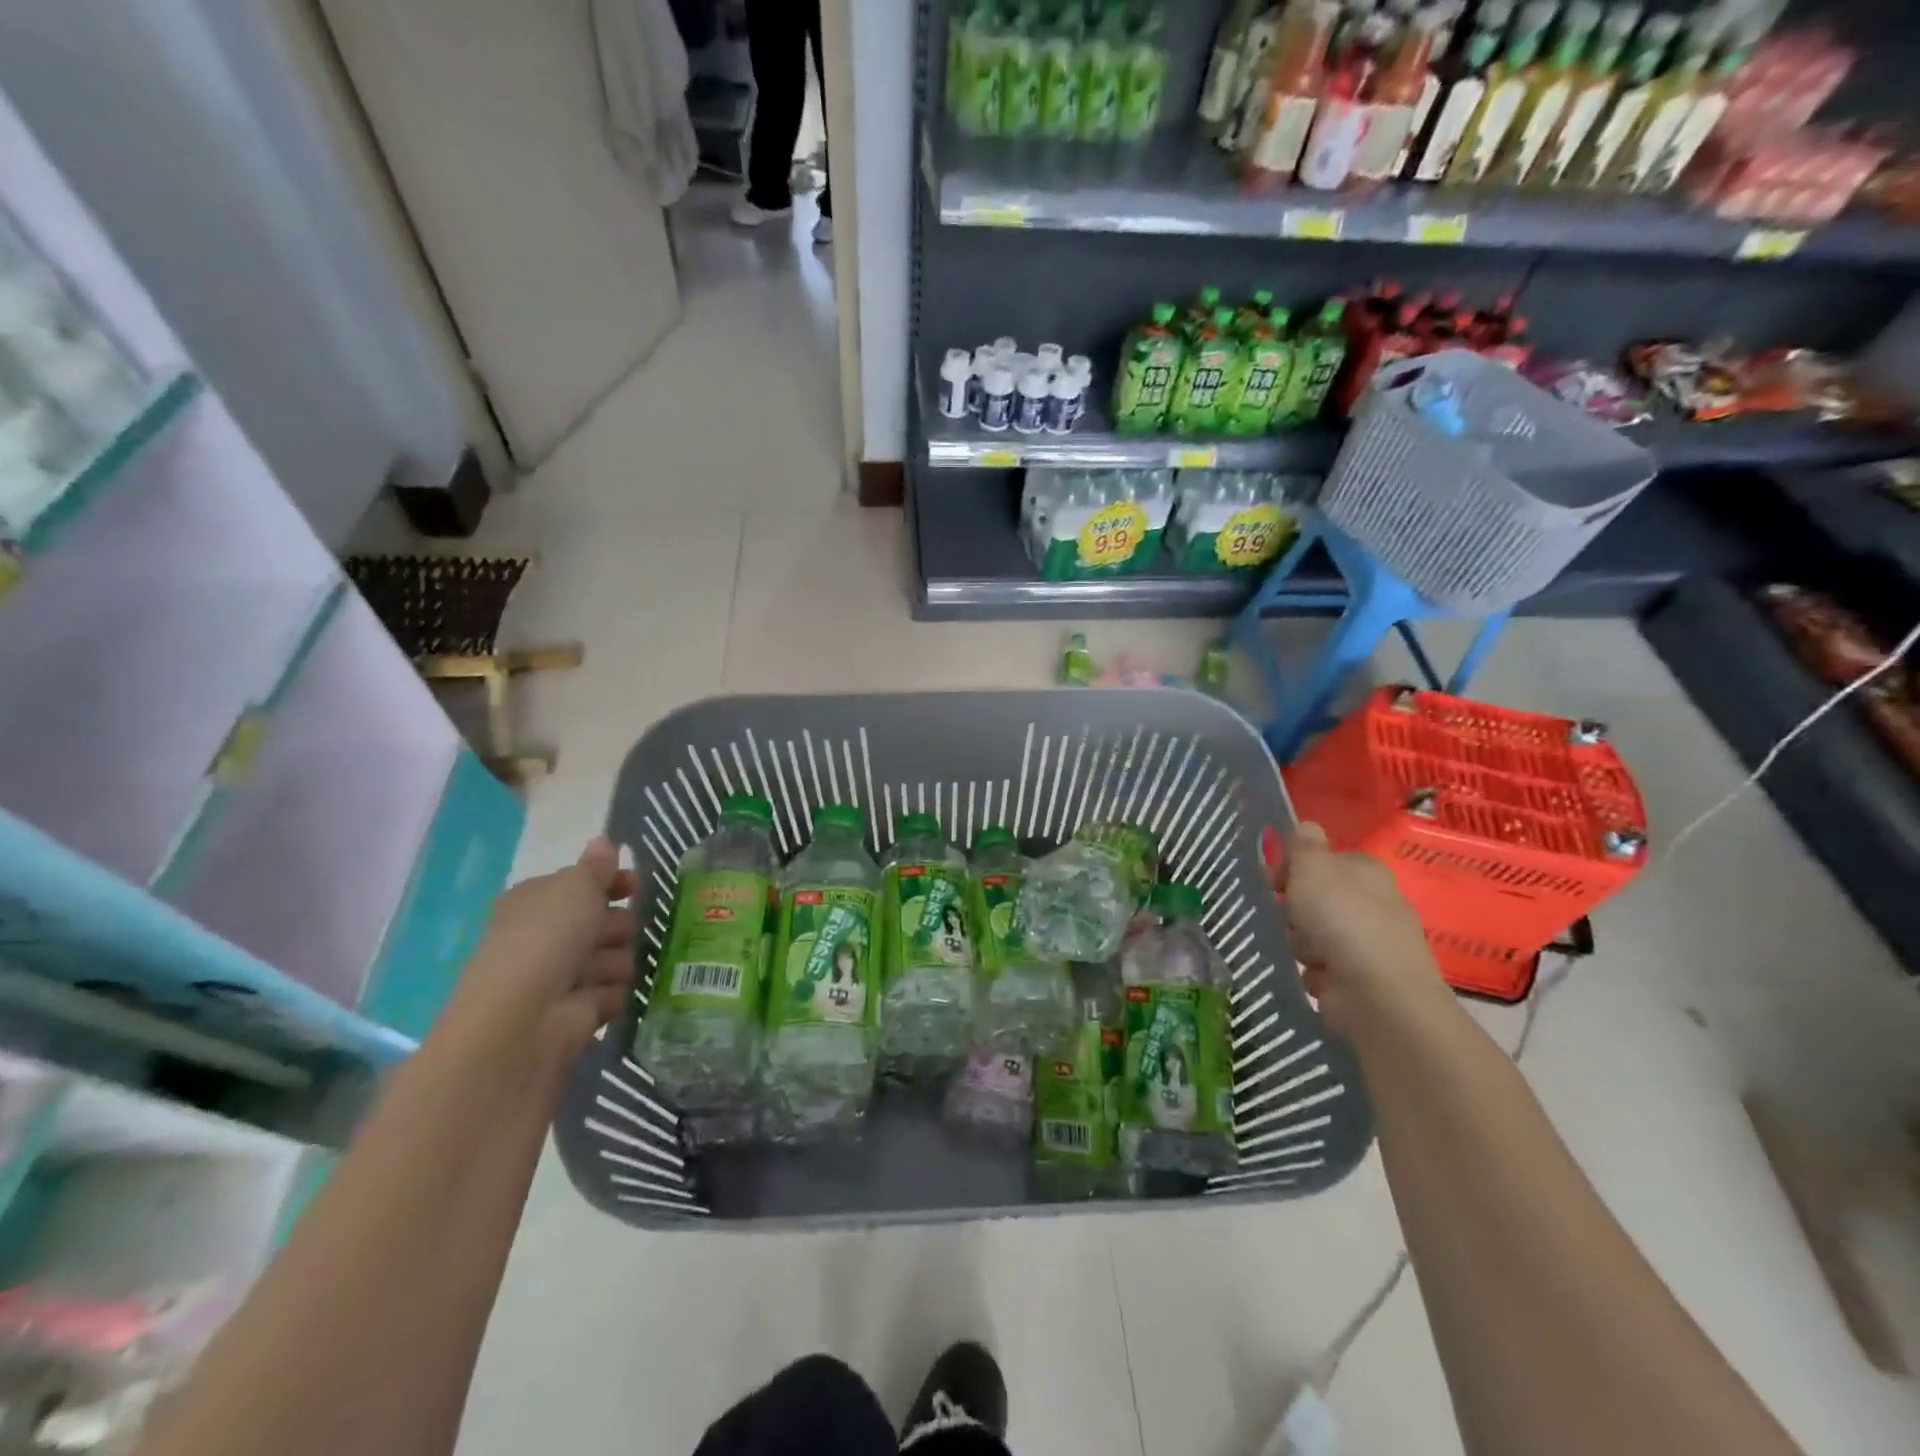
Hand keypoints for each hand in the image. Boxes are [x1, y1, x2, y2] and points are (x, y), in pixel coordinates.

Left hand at [442, 836, 636, 1069]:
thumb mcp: (575, 887)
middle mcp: (547, 937)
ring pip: (616, 955)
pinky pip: (615, 991)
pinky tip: (599, 996)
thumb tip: (604, 839)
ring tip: (600, 971)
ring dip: (615, 960)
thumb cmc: (545, 939)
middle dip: (617, 925)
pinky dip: (611, 992)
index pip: (582, 885)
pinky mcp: (581, 1010)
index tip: (634, 885)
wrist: (524, 1018)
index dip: (611, 883)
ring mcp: (563, 975)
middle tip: (614, 932)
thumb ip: (597, 866)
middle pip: (604, 920)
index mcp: (537, 902)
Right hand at [1263, 822, 1451, 1038]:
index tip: (1274, 880)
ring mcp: (1370, 944)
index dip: (1294, 868)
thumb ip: (1304, 845)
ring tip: (1307, 953)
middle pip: (1316, 899)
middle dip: (1296, 910)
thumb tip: (1306, 826)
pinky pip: (1323, 968)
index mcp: (1365, 871)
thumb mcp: (1313, 868)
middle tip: (1289, 918)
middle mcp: (1373, 903)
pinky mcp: (1363, 980)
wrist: (1377, 994)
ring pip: (1314, 934)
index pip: (1323, 860)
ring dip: (1302, 944)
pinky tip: (1320, 978)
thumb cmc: (1342, 920)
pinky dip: (1317, 974)